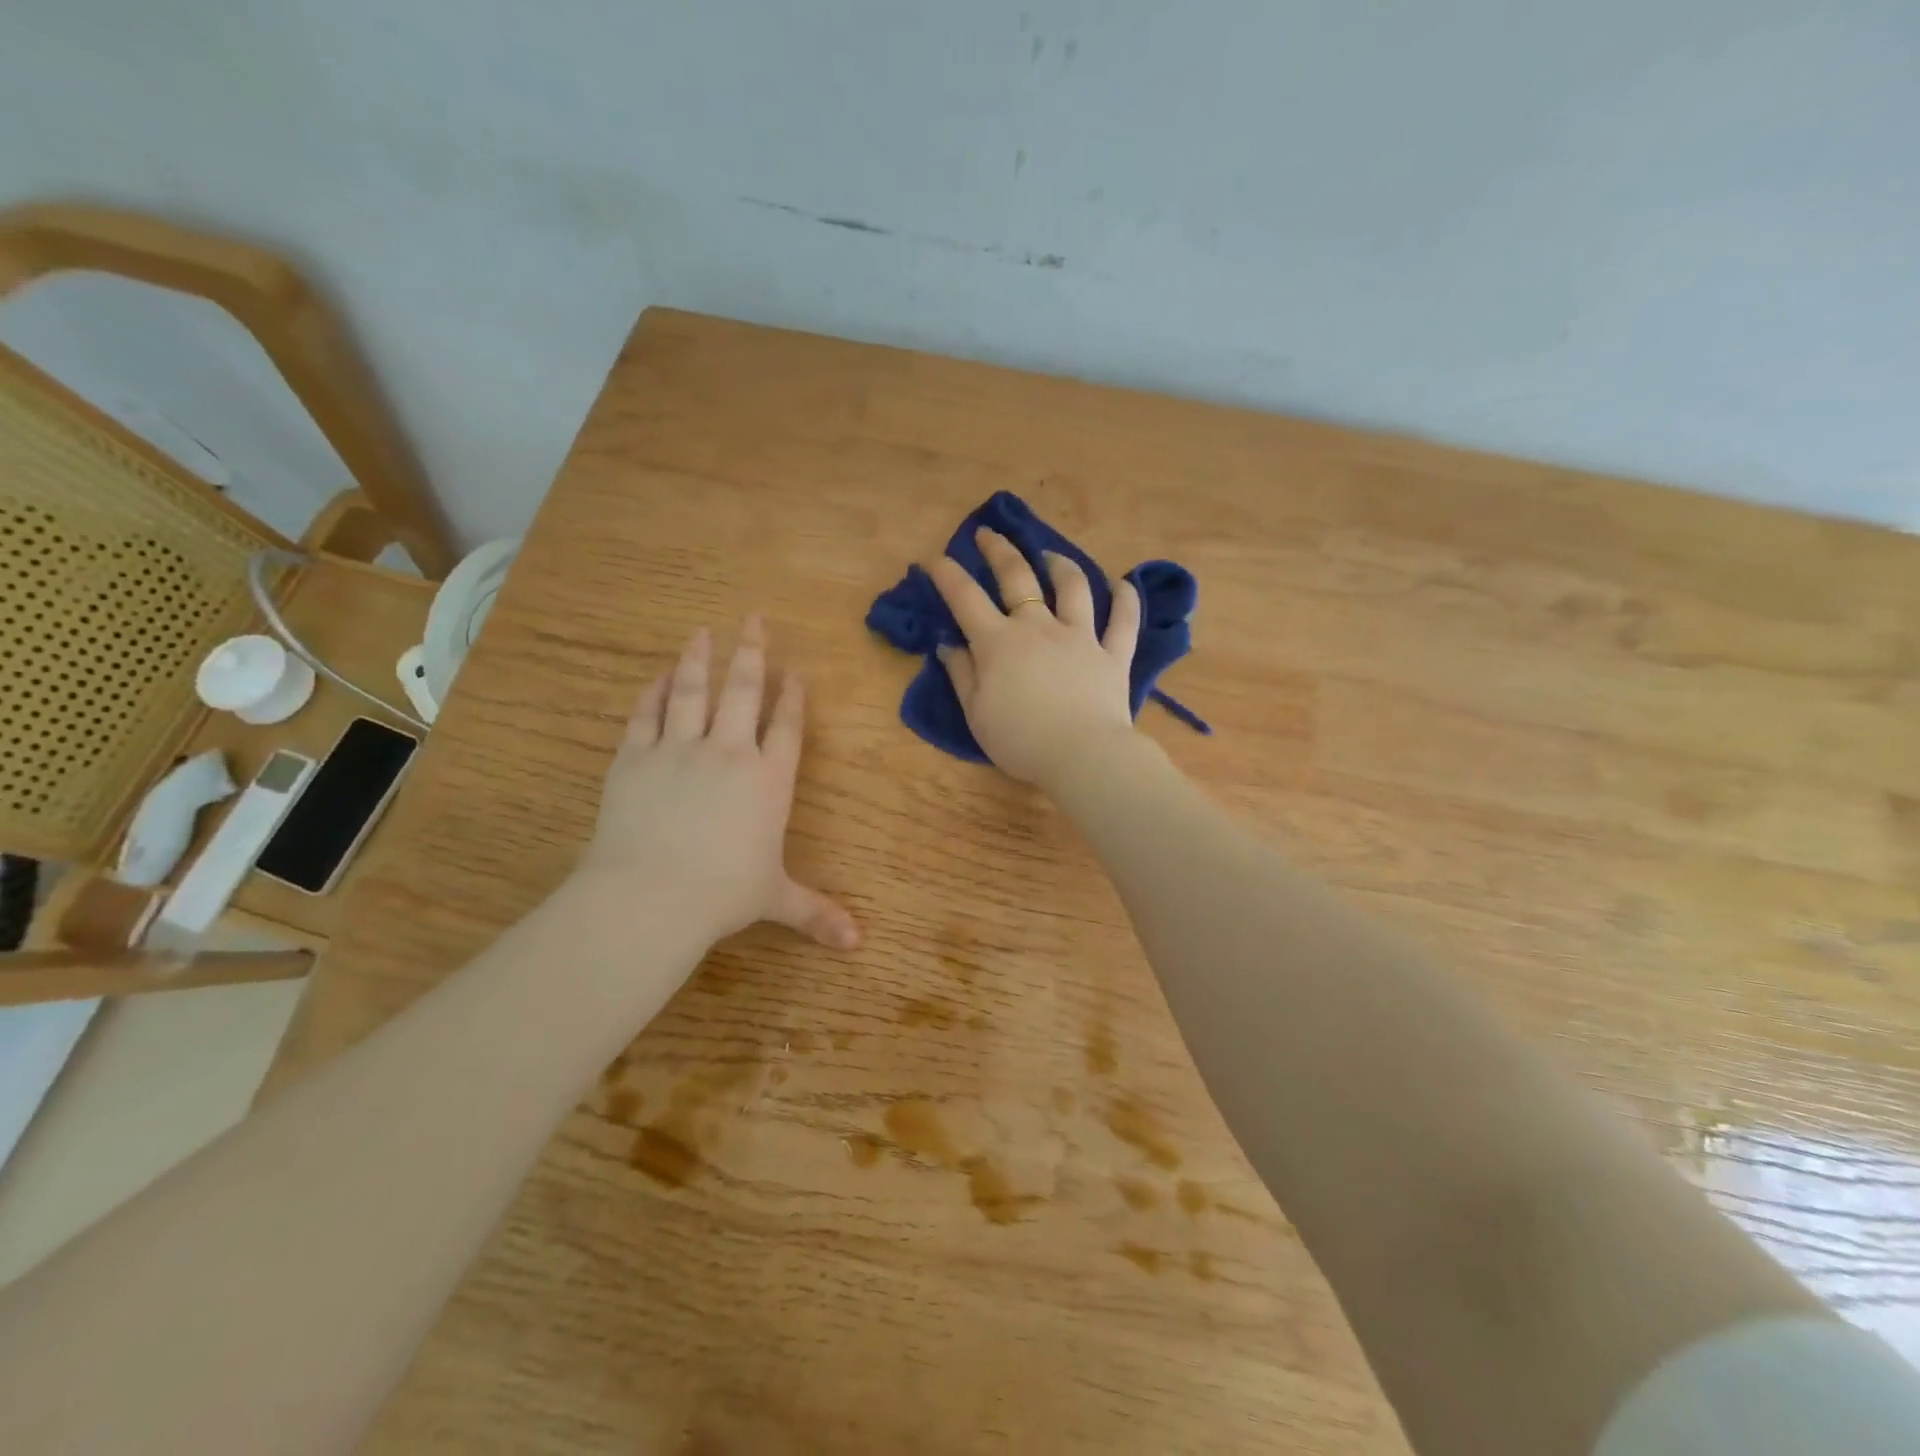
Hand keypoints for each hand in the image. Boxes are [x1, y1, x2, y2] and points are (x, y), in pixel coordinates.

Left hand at [575, 619, 859, 951]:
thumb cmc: (723, 895)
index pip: (786, 726)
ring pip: (693, 691)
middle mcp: (730, 753)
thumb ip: (817, 913)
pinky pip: (647, 715)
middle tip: (753, 618)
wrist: (650, 895)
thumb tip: (858, 944)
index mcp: (769, 780)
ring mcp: (679, 750)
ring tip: (702, 631)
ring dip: (699, 658)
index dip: (792, 697)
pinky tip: (659, 675)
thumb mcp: (776, 900)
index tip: (794, 671)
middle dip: (752, 653)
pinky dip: (654, 692)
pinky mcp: (635, 757)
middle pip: (743, 691)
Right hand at [929, 528, 1140, 786]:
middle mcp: (1039, 627)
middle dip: (999, 550)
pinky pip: (1124, 620)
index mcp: (999, 643)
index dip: (947, 575)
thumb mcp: (976, 714)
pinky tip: (1123, 583)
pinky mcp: (1113, 654)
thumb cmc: (1021, 740)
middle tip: (988, 534)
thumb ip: (961, 674)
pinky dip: (1125, 598)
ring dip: (1060, 565)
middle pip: (1018, 577)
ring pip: (1073, 587)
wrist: (1082, 756)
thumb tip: (947, 644)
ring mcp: (1080, 636)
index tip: (934, 559)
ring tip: (1050, 555)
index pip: (965, 598)